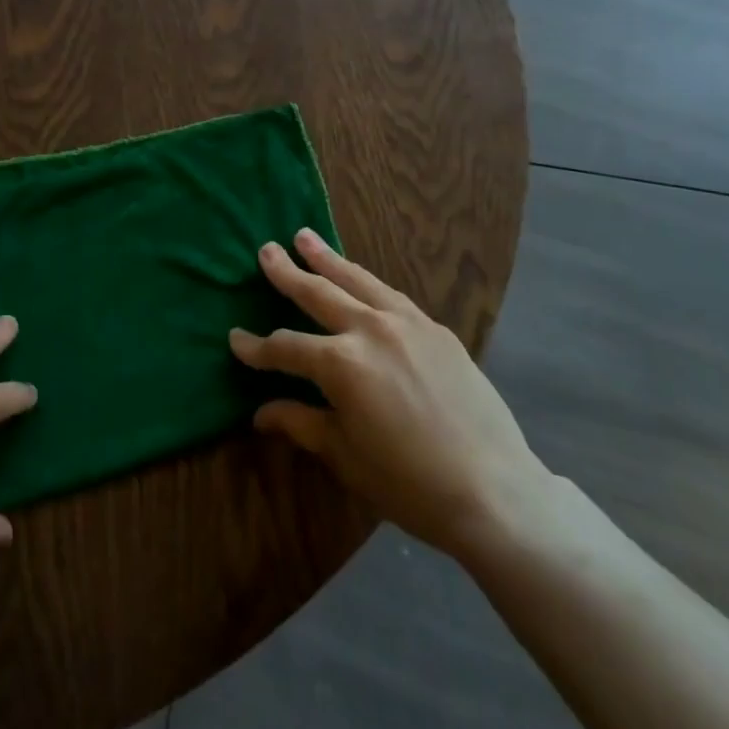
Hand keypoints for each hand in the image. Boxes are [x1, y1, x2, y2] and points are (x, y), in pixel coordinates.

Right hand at [230, 229, 552, 563]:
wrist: (493, 490)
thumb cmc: (408, 481)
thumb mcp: (344, 454)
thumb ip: (300, 422)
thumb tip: (261, 412)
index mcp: (341, 363)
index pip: (286, 347)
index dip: (256, 347)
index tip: (235, 339)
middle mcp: (370, 330)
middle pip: (318, 293)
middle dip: (288, 273)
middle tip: (267, 250)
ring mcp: (408, 324)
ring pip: (359, 280)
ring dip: (329, 259)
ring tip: (306, 237)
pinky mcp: (437, 330)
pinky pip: (392, 297)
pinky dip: (368, 284)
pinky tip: (361, 280)